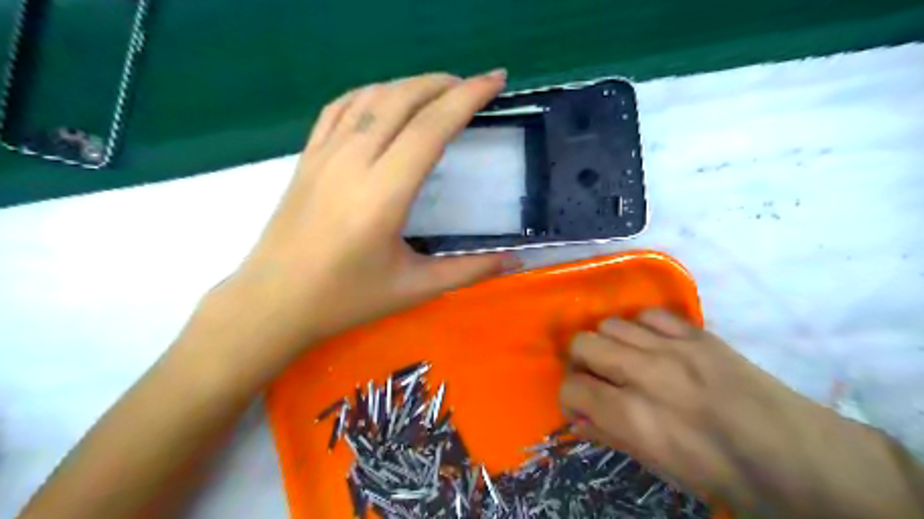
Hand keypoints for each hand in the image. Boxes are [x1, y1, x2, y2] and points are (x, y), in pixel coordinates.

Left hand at [201, 71, 516, 373]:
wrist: (273, 302)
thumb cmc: (346, 299)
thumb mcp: (414, 288)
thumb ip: (469, 270)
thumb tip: (516, 261)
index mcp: (383, 194)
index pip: (431, 128)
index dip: (467, 98)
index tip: (495, 80)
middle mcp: (353, 163)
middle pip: (402, 99)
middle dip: (443, 83)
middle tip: (473, 85)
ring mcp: (324, 155)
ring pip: (370, 96)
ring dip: (409, 84)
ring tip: (437, 90)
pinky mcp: (306, 158)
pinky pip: (339, 108)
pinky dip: (370, 93)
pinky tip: (385, 100)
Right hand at [559, 311, 919, 516]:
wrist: (800, 457)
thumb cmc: (725, 474)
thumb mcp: (662, 468)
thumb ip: (612, 437)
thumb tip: (579, 419)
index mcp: (635, 418)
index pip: (574, 388)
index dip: (568, 397)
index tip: (578, 405)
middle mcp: (646, 374)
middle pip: (584, 343)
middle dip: (579, 362)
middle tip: (595, 378)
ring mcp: (673, 348)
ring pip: (610, 323)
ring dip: (607, 343)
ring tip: (622, 360)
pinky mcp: (698, 334)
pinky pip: (649, 314)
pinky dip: (639, 328)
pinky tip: (650, 344)